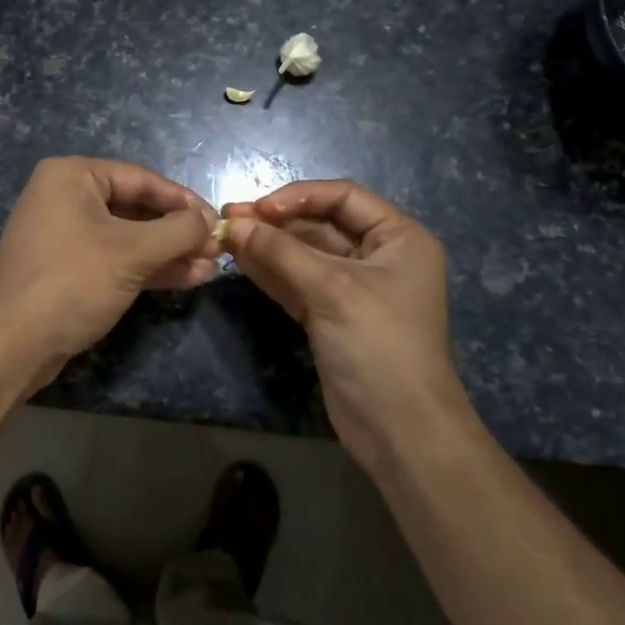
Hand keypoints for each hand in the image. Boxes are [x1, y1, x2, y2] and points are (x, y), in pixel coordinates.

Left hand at [0, 156, 219, 391]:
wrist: (11, 345)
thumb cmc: (72, 282)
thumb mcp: (132, 251)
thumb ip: (178, 231)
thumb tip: (209, 221)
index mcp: (72, 176)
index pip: (142, 178)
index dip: (184, 201)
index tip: (218, 222)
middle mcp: (65, 197)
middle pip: (136, 207)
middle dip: (177, 231)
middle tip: (216, 249)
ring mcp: (65, 235)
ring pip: (129, 237)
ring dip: (169, 253)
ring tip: (209, 268)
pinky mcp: (68, 268)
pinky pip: (115, 258)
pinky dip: (148, 268)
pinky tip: (186, 279)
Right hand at [221, 180, 482, 473]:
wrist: (398, 429)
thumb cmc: (378, 345)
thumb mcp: (331, 290)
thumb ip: (280, 252)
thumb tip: (234, 223)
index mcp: (398, 239)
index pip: (344, 197)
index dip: (299, 196)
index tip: (258, 207)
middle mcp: (377, 256)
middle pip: (320, 224)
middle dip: (276, 223)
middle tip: (230, 220)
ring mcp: (352, 287)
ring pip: (304, 254)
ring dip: (268, 245)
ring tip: (226, 237)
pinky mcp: (330, 315)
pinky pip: (297, 281)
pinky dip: (270, 272)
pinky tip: (240, 261)